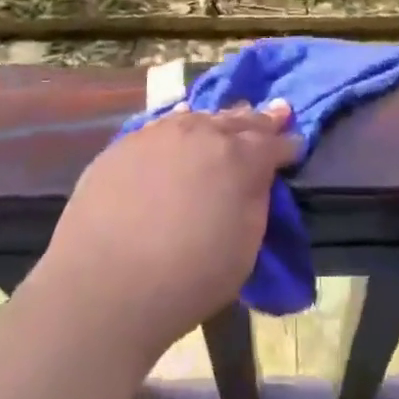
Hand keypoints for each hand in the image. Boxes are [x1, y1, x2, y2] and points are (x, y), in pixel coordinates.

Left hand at [36, 102, 300, 360]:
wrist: (103, 286)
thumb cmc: (187, 278)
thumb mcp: (244, 247)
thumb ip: (254, 201)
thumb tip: (254, 178)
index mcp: (239, 158)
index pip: (272, 143)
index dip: (287, 144)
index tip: (296, 143)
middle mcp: (202, 133)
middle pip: (237, 120)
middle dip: (258, 120)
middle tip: (275, 112)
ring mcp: (159, 134)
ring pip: (199, 117)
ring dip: (218, 120)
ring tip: (228, 118)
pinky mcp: (124, 144)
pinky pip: (162, 126)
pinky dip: (180, 125)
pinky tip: (180, 125)